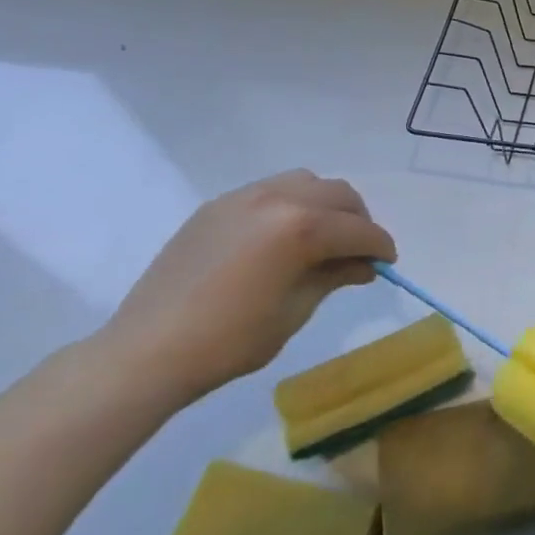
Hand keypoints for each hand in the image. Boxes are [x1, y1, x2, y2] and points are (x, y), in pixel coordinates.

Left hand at [97, 170, 396, 405]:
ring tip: (322, 237)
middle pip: (338, 195)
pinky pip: (270, 190)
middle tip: (358, 251)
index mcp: (300, 227)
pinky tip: (283, 237)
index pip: (358, 230)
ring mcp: (243, 197)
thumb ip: (334, 276)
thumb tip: (363, 265)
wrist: (146, 352)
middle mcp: (277, 199)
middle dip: (358, 221)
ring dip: (326, 205)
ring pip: (306, 183)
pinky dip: (291, 204)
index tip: (388, 263)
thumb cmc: (230, 341)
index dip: (380, 247)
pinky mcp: (218, 205)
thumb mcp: (295, 310)